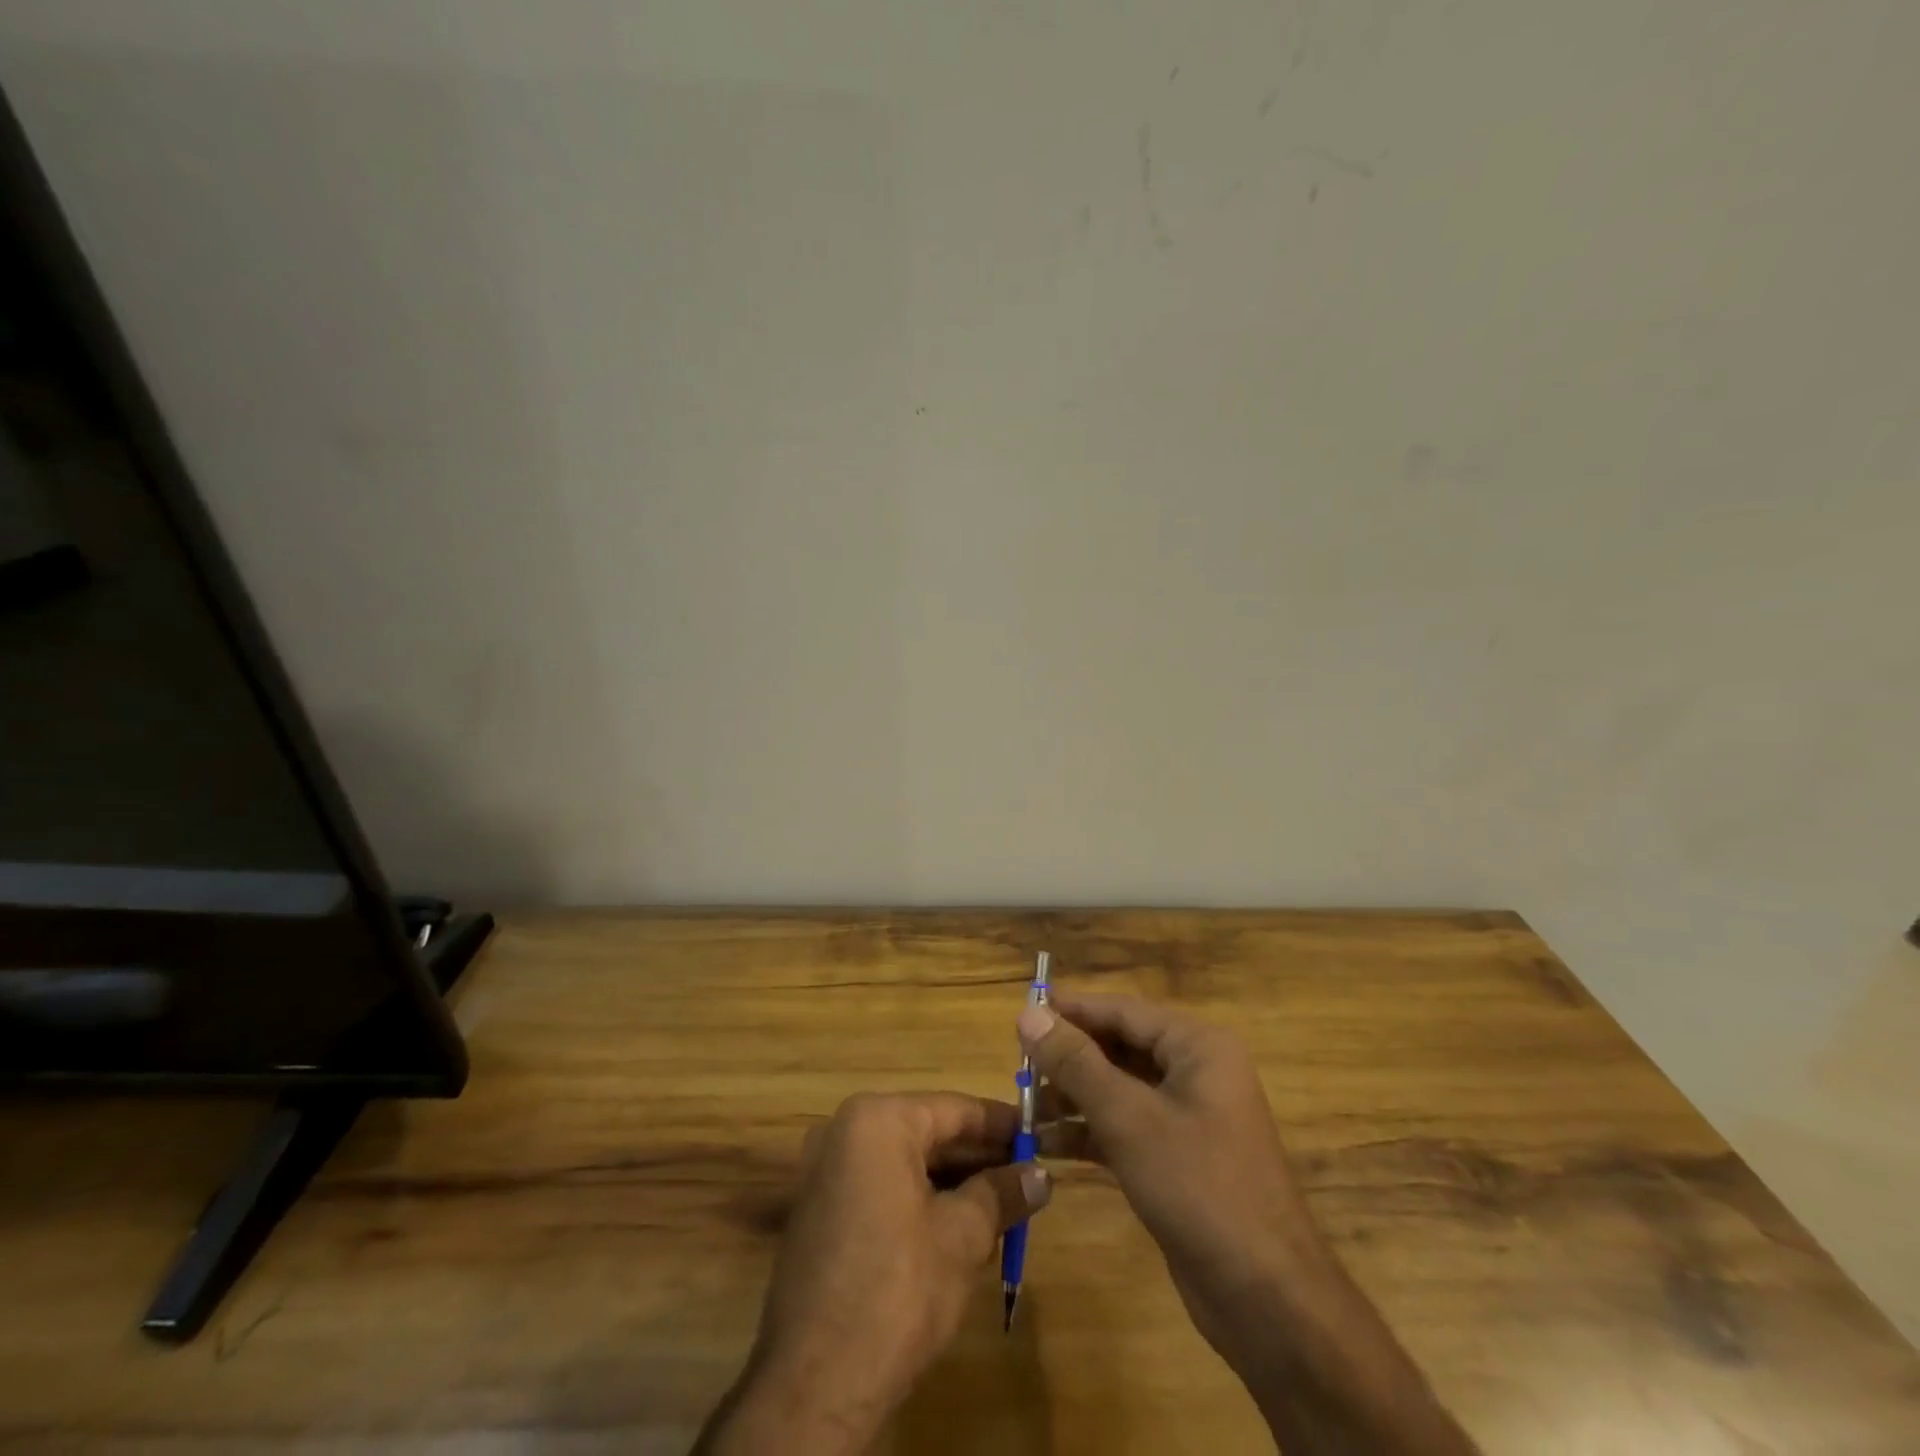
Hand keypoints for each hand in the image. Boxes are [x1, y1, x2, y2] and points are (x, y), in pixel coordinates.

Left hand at [696, 1091, 1050, 1454]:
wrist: (815, 1383)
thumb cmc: (897, 1290)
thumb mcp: (963, 1237)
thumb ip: (1002, 1194)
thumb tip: (1040, 1176)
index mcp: (878, 1120)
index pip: (954, 1109)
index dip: (1002, 1124)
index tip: (1040, 1136)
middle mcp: (844, 1131)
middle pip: (928, 1132)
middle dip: (979, 1156)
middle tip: (1027, 1174)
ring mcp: (826, 1171)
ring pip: (906, 1161)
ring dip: (953, 1181)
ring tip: (1004, 1203)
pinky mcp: (820, 1210)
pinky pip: (882, 1185)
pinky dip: (920, 1197)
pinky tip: (959, 1226)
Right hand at [1021, 995, 1478, 1453]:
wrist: (1268, 1301)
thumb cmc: (1200, 1187)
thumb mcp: (1129, 1118)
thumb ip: (1075, 1062)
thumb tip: (1027, 1013)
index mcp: (1197, 1046)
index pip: (1122, 1010)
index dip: (1070, 1010)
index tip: (1020, 1014)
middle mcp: (1195, 1071)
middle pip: (1119, 1047)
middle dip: (1069, 1058)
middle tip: (1016, 1066)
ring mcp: (1188, 1118)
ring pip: (1119, 1089)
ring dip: (1073, 1098)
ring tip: (1024, 1108)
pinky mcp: (1177, 1159)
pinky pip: (1125, 1128)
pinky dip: (1089, 1133)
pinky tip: (1047, 1145)